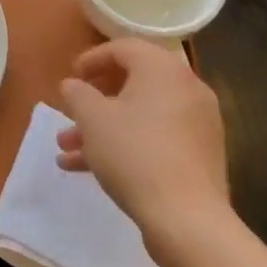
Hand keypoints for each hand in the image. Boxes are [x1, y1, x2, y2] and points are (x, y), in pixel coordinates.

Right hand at [57, 37, 229, 227]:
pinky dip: (127, 144)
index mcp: (162, 68)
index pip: (123, 49)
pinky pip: (156, 138)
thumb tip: (73, 85)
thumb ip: (77, 94)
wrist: (187, 218)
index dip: (91, 60)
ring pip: (141, 116)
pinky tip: (89, 169)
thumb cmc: (133, 154)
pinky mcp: (199, 155)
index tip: (71, 77)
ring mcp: (197, 123)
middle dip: (94, 101)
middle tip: (70, 113)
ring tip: (67, 149)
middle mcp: (186, 88)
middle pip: (133, 83)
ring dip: (103, 128)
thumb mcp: (92, 119)